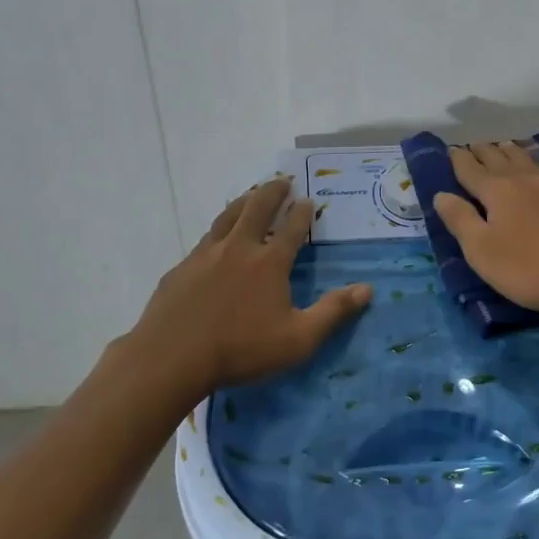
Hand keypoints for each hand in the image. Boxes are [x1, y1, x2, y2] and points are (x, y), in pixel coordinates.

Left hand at [127, 178, 371, 393]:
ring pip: (228, 216)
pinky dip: (218, 229)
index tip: (308, 200)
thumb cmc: (240, 349)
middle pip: (257, 207)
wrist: (171, 358)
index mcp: (269, 262)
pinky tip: (216, 239)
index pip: (292, 228)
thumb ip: (333, 312)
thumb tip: (367, 289)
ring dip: (244, 200)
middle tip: (283, 180)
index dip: (303, 213)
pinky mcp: (182, 268)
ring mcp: (206, 255)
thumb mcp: (298, 339)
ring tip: (252, 193)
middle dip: (273, 191)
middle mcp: (239, 248)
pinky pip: (205, 239)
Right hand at [431, 142, 538, 320]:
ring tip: (503, 146)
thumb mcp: (481, 251)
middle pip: (499, 158)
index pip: (471, 169)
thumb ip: (460, 220)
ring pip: (527, 160)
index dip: (458, 159)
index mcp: (497, 190)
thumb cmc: (528, 268)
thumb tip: (441, 194)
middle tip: (473, 146)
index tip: (450, 150)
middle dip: (483, 151)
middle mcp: (525, 179)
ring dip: (510, 152)